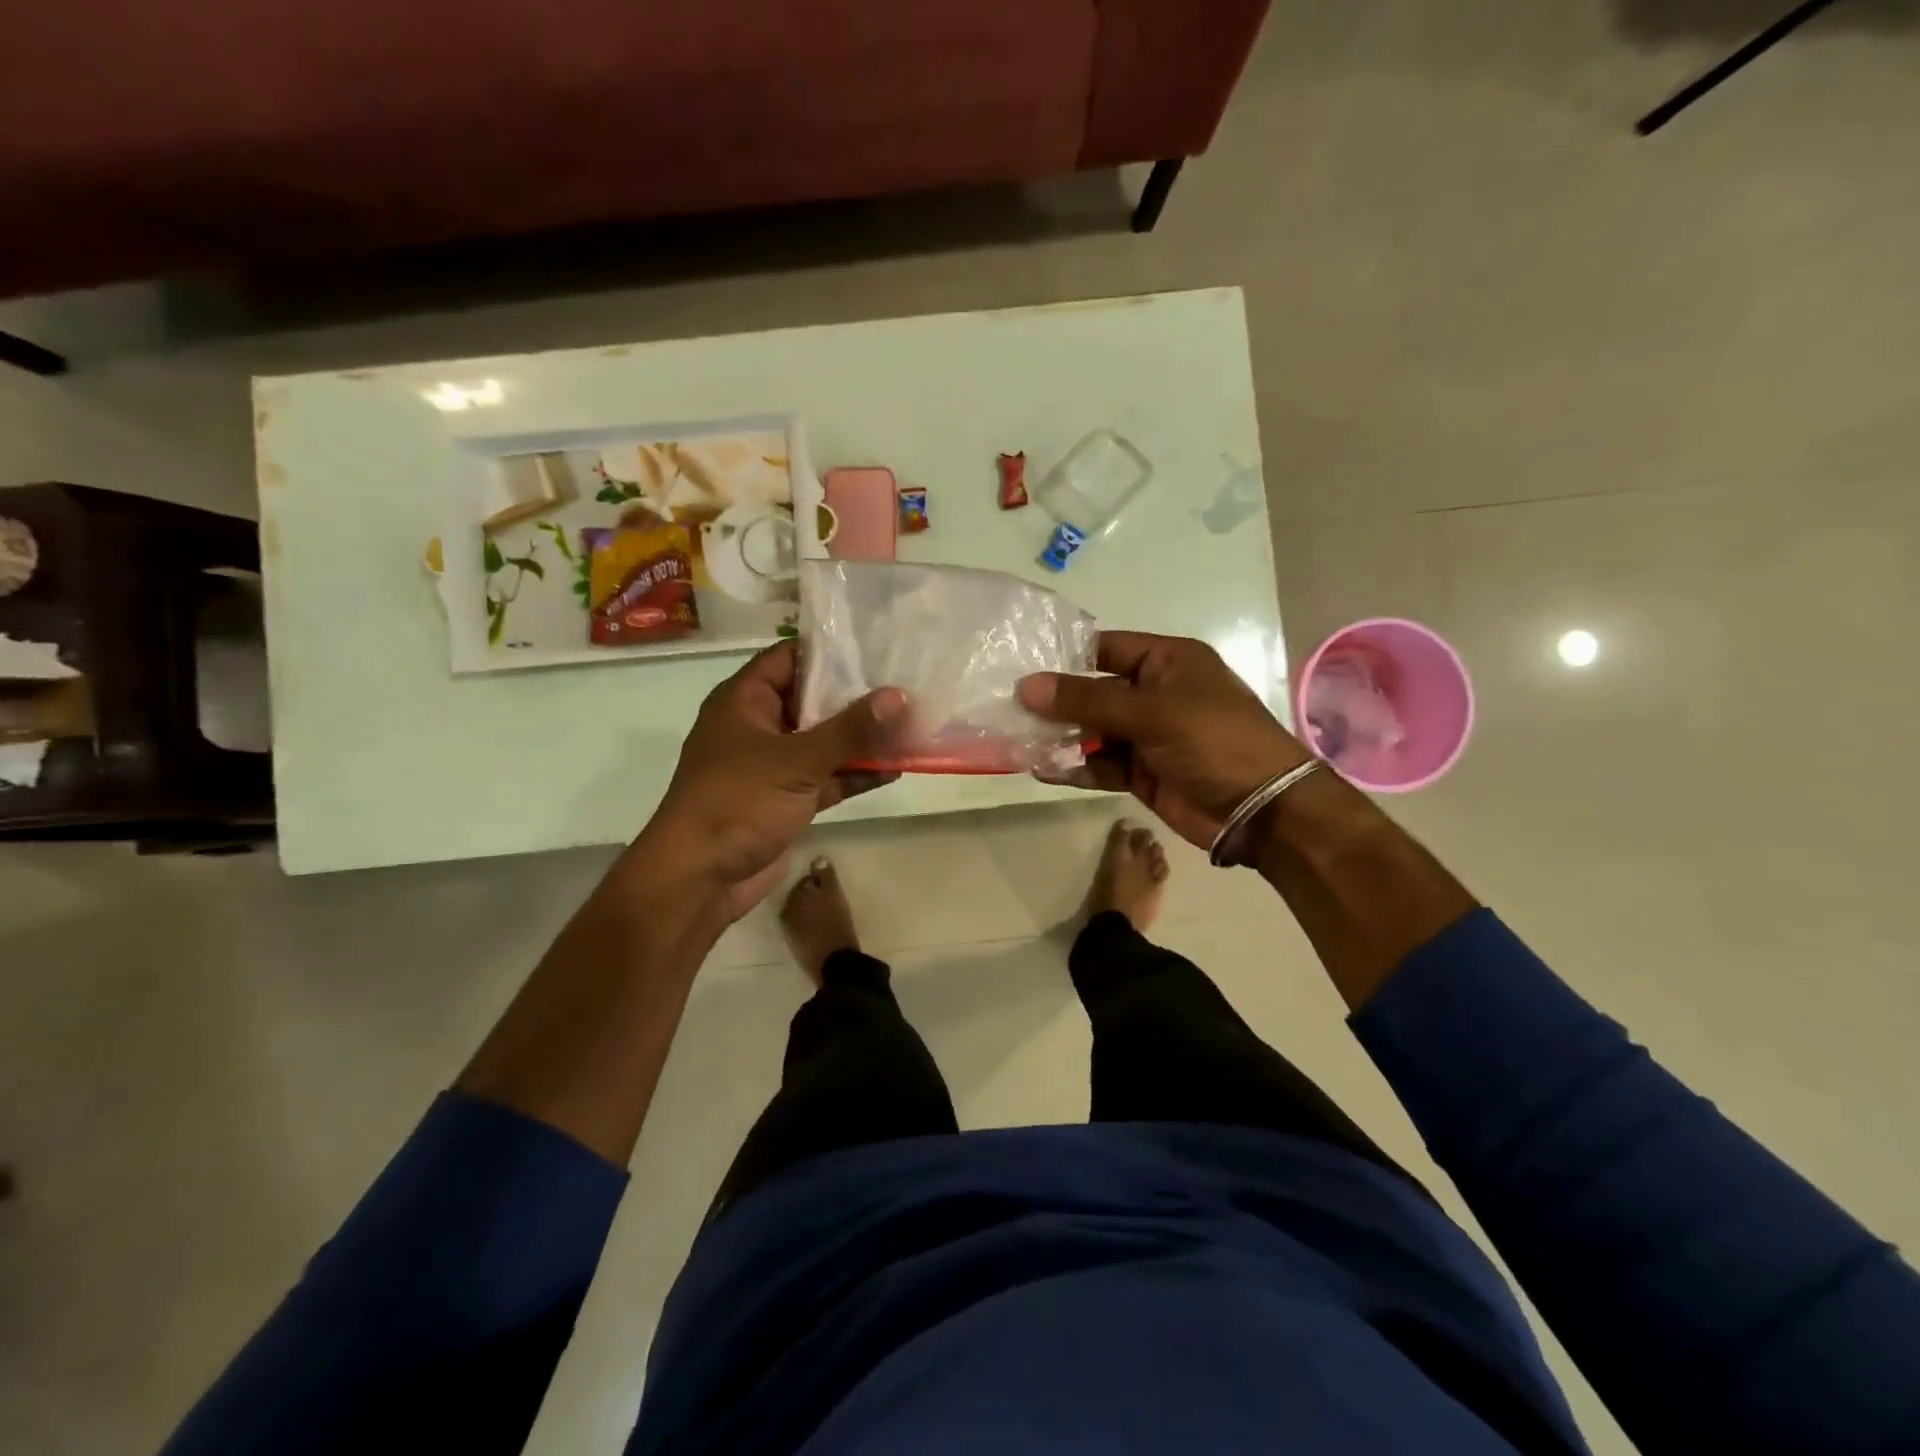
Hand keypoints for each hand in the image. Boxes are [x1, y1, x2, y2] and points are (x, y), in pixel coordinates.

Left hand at [637, 642, 903, 919]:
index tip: (874, 647)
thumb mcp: (797, 760)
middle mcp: (758, 726)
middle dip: (856, 696)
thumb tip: (898, 696)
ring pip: (824, 742)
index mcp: (744, 701)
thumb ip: (850, 729)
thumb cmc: (738, 801)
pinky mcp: (787, 799)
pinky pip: (827, 777)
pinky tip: (896, 768)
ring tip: (911, 724)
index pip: (789, 658)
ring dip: (862, 739)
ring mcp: (773, 765)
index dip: (829, 651)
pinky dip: (855, 773)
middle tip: (905, 683)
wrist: (701, 878)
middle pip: (812, 699)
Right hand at [1017, 631, 1310, 849]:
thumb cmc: (1213, 740)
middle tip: (1008, 708)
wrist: (1261, 809)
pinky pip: (1100, 764)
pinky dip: (1075, 767)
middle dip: (1056, 702)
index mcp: (1167, 661)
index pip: (1105, 648)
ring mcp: (1148, 735)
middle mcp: (1155, 693)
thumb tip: (1027, 686)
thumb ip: (1087, 700)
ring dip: (1061, 738)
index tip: (1020, 667)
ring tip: (1019, 741)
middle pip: (1094, 691)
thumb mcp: (1150, 711)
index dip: (1065, 657)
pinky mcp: (1142, 772)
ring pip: (1093, 731)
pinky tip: (1043, 770)